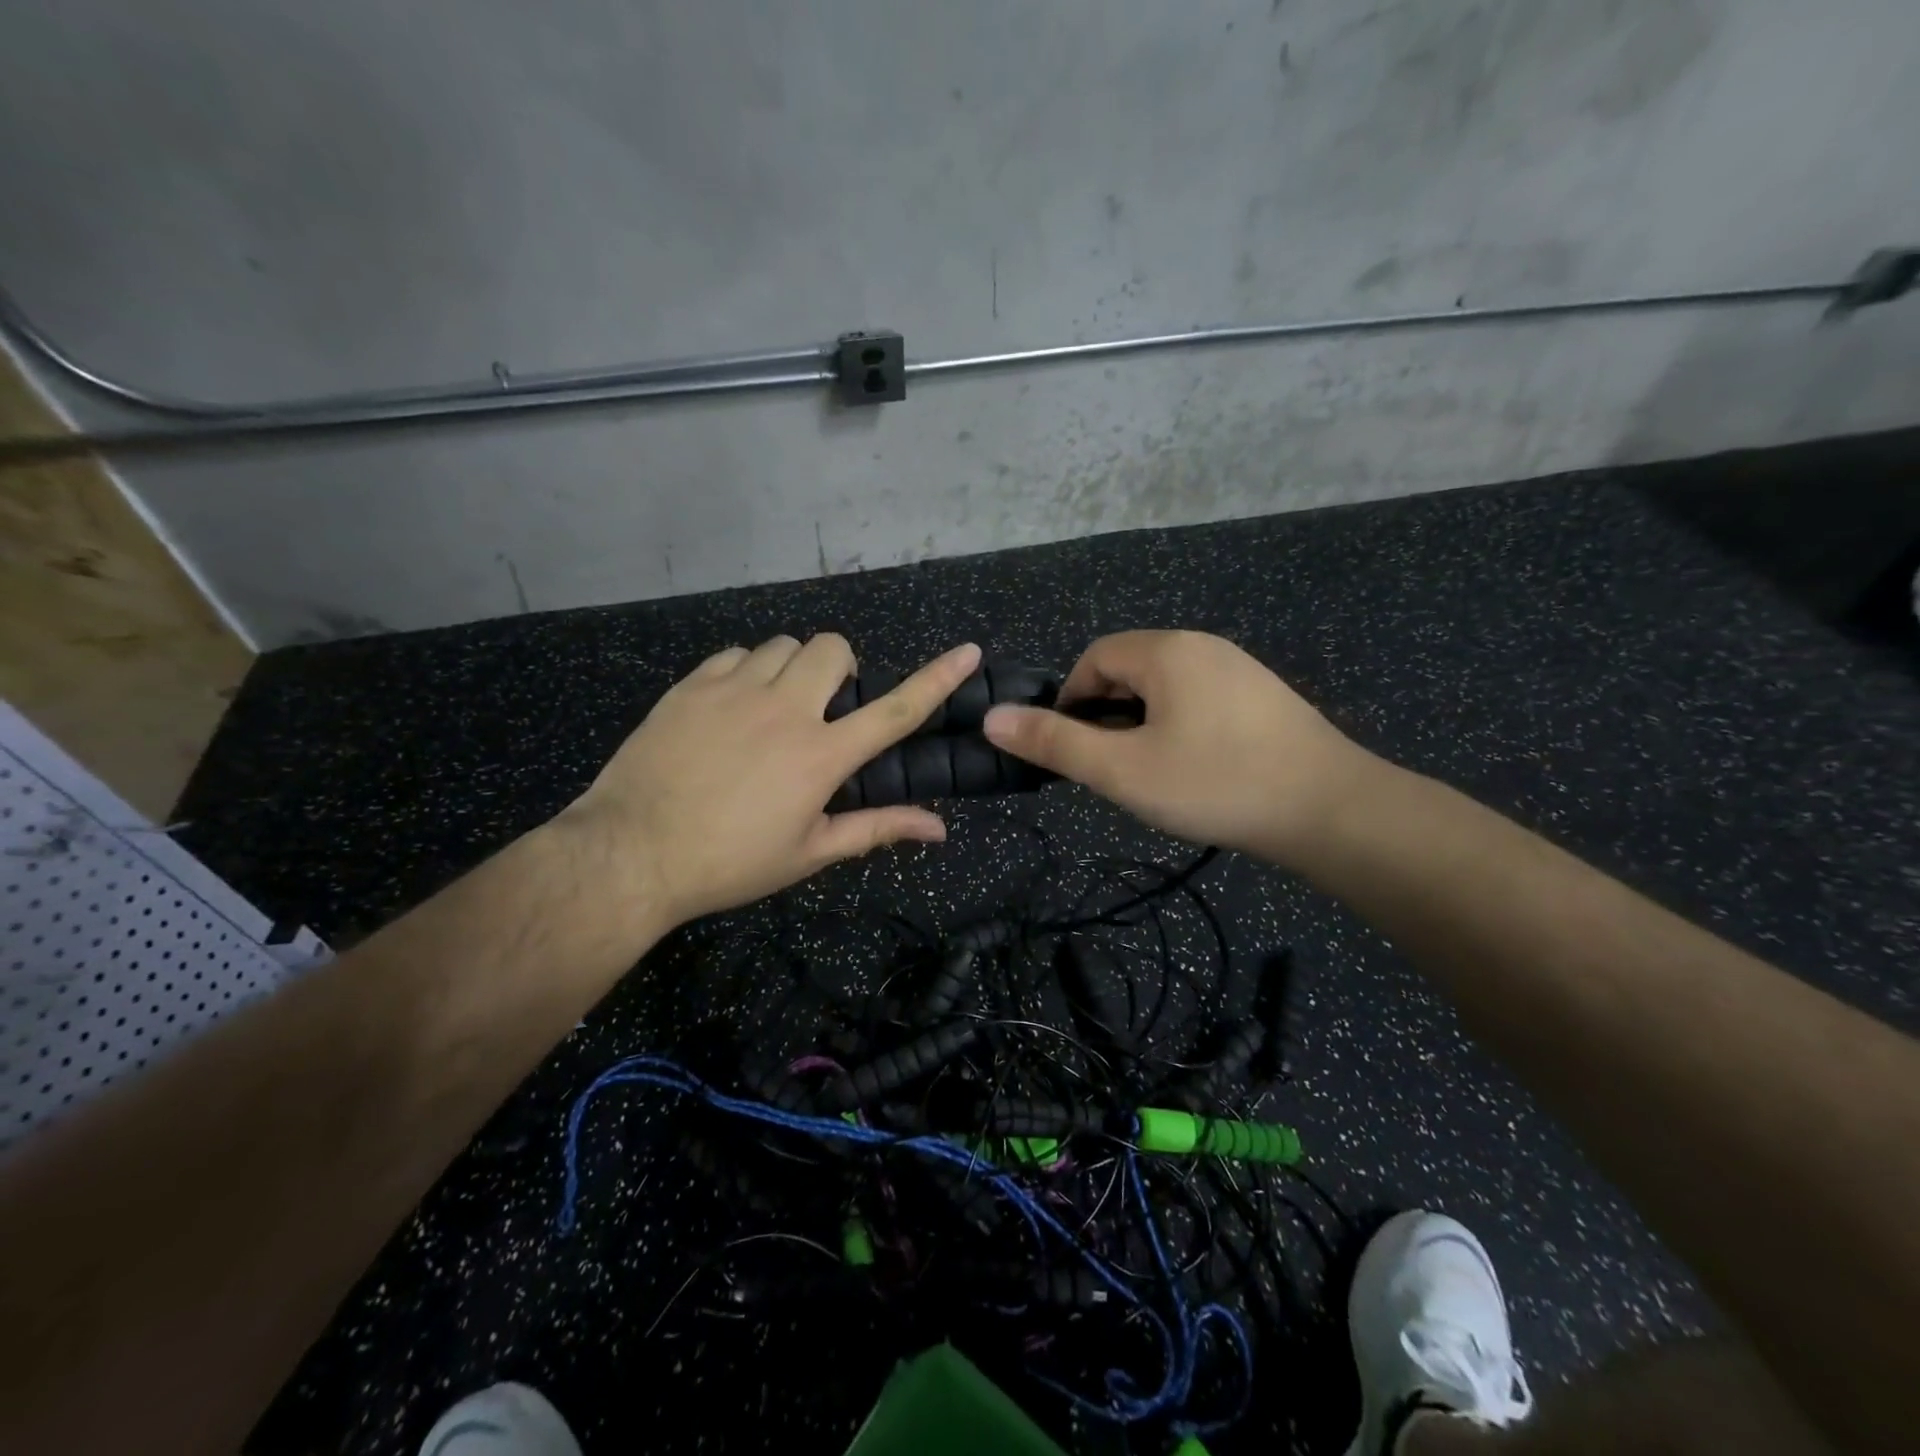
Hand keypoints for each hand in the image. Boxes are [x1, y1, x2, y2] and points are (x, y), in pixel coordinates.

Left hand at [558, 635, 981, 925]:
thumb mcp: (809, 853)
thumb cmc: (730, 862)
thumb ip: (877, 829)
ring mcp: (735, 690)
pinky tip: (732, 706)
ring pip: (783, 645)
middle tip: (824, 707)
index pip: (896, 709)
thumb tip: (938, 828)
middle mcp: (786, 709)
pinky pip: (735, 654)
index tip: (968, 651)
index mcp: (821, 755)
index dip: (938, 678)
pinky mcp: (692, 685)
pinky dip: (746, 671)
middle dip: (841, 668)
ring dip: (793, 669)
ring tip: (774, 707)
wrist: (630, 854)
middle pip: (833, 649)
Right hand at [982, 630, 1374, 867]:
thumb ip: (1055, 743)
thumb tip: (993, 718)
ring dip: (1143, 723)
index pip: (1093, 658)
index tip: (1074, 750)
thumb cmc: (1215, 783)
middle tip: (1113, 768)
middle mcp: (1202, 645)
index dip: (1070, 701)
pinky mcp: (1264, 696)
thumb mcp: (1122, 770)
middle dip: (1107, 714)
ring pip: (1165, 687)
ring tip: (1152, 774)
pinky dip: (1180, 726)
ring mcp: (1239, 668)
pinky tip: (1197, 770)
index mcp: (1165, 651)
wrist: (1331, 810)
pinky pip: (1200, 699)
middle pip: (1129, 669)